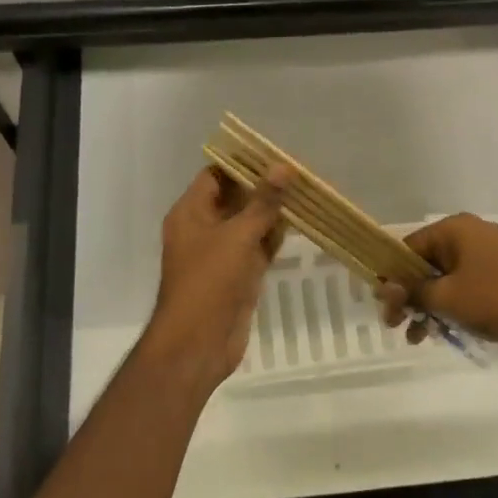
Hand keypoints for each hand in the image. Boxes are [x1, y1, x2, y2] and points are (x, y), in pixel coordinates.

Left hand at [143, 166, 289, 389]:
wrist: (199, 344)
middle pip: (235, 198)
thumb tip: (283, 168)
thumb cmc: (209, 282)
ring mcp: (222, 253)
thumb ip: (262, 202)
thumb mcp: (237, 236)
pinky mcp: (239, 274)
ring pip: (250, 223)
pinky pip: (258, 247)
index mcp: (191, 213)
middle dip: (264, 186)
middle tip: (299, 171)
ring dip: (273, 211)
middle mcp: (204, 228)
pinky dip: (276, 236)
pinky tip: (301, 223)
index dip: (243, 163)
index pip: (216, 175)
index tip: (275, 153)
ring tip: (306, 191)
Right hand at [375, 213, 497, 353]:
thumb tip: (384, 287)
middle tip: (394, 325)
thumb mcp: (445, 297)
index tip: (382, 302)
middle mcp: (470, 234)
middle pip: (425, 263)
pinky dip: (449, 305)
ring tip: (417, 337)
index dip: (392, 275)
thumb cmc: (494, 298)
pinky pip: (464, 286)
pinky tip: (438, 333)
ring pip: (444, 278)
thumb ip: (411, 290)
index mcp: (455, 228)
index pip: (409, 246)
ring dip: (426, 306)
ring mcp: (488, 254)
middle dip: (408, 295)